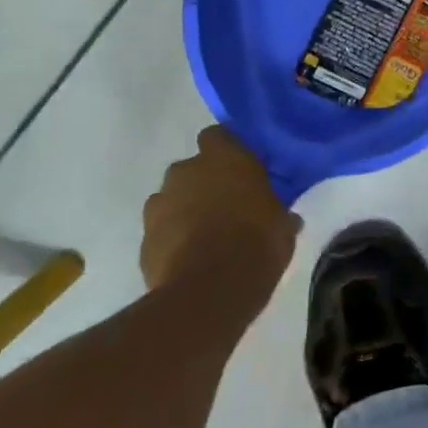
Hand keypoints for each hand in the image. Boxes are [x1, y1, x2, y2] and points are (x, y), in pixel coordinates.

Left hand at [141, 127, 300, 324]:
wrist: (208, 291)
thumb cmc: (256, 243)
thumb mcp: (283, 225)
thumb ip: (278, 211)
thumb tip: (285, 217)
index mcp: (224, 157)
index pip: (218, 136)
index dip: (227, 151)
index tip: (241, 169)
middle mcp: (186, 171)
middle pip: (192, 168)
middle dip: (204, 183)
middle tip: (227, 206)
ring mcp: (159, 204)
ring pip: (172, 199)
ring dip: (184, 210)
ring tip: (205, 236)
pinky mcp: (143, 238)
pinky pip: (161, 230)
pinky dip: (172, 239)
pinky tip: (190, 259)